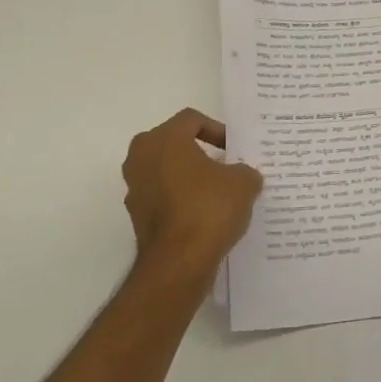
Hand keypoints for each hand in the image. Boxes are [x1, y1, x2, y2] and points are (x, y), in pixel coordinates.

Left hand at [123, 109, 262, 273]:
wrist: (179, 261)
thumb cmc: (209, 208)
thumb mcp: (243, 183)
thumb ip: (245, 170)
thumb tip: (242, 175)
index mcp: (164, 139)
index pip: (191, 119)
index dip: (217, 129)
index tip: (234, 149)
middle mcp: (141, 157)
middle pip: (174, 143)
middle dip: (200, 152)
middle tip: (225, 166)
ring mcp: (135, 187)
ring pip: (166, 170)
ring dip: (189, 176)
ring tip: (217, 192)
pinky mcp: (136, 214)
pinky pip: (162, 196)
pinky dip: (180, 199)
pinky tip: (204, 215)